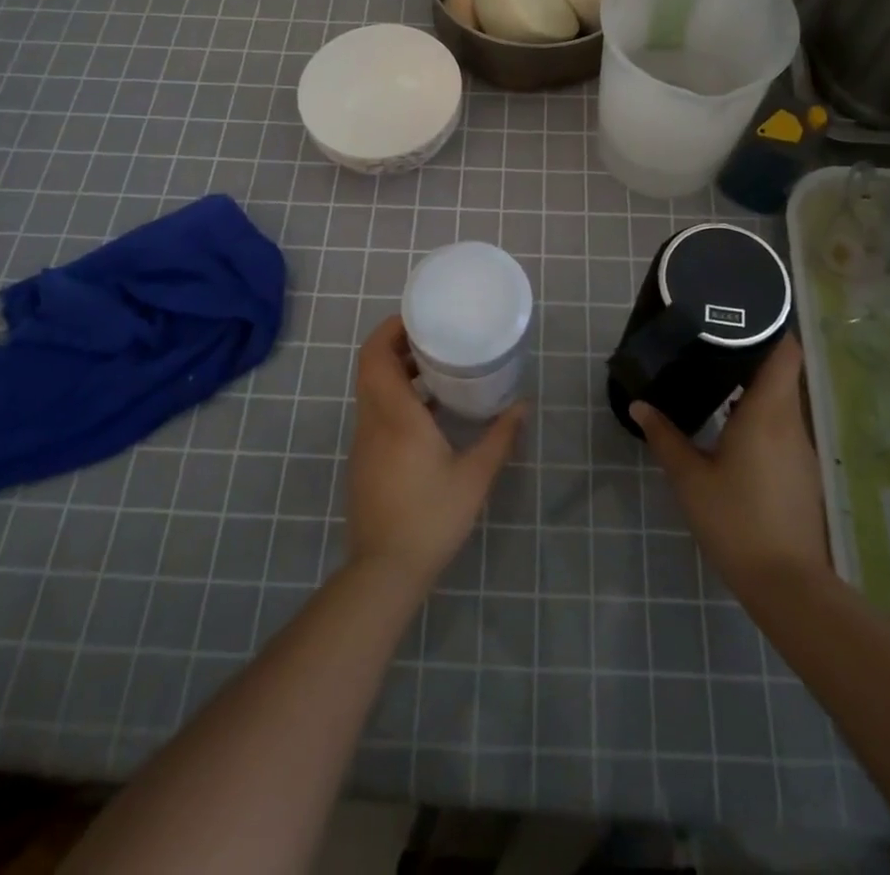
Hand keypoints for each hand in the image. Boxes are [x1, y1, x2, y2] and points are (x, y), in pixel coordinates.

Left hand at [347, 316, 525, 590]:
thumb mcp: (474, 476)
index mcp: (395, 414)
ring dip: (397, 371)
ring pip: (372, 389)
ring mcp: (365, 441)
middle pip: (371, 366)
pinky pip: (375, 411)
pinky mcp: (365, 459)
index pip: (375, 355)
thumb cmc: (430, 516)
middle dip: (397, 345)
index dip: (390, 329)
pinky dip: (396, 397)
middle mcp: (373, 420)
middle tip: (434, 338)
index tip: (418, 318)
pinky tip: (429, 412)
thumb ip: (500, 437)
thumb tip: (524, 405)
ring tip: (436, 368)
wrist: (384, 571)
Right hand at [630, 335, 828, 593]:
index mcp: (767, 413)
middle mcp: (790, 422)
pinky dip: (759, 414)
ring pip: (781, 400)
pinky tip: (730, 425)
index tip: (744, 312)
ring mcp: (800, 449)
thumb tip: (639, 405)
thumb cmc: (735, 520)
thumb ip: (664, 436)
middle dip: (751, 353)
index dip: (773, 326)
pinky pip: (781, 426)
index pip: (786, 352)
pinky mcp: (800, 471)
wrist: (786, 584)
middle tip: (712, 340)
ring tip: (716, 375)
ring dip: (753, 386)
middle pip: (781, 372)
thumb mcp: (689, 478)